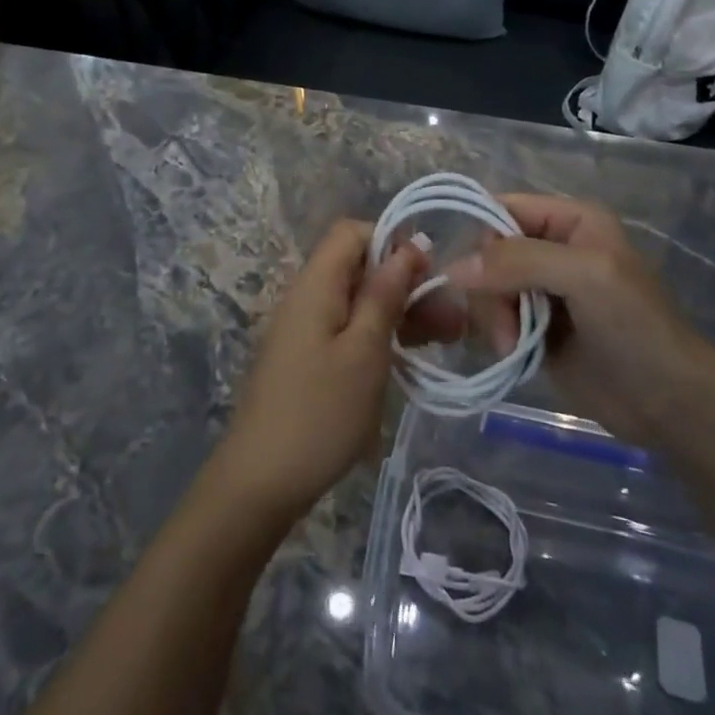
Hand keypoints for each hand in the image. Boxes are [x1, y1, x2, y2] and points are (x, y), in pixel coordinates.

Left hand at [207, 220, 448, 525]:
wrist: (261, 481)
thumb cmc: (320, 412)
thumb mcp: (364, 350)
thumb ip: (385, 294)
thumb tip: (408, 244)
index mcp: (316, 284)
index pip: (352, 233)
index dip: (392, 242)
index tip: (428, 274)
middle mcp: (307, 297)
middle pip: (359, 268)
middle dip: (406, 284)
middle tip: (452, 319)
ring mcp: (306, 329)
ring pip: (358, 301)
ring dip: (400, 312)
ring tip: (446, 339)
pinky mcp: (309, 358)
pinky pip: (348, 329)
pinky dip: (380, 335)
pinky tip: (411, 357)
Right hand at [443, 194, 701, 445]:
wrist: (670, 405)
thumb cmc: (637, 327)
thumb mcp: (585, 277)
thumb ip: (521, 261)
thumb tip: (454, 267)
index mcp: (571, 220)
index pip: (503, 208)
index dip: (484, 237)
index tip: (476, 277)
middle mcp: (552, 247)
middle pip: (489, 251)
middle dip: (490, 288)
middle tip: (505, 325)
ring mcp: (542, 289)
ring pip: (486, 286)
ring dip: (493, 316)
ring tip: (514, 345)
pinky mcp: (535, 326)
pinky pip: (494, 316)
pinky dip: (496, 333)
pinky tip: (513, 352)